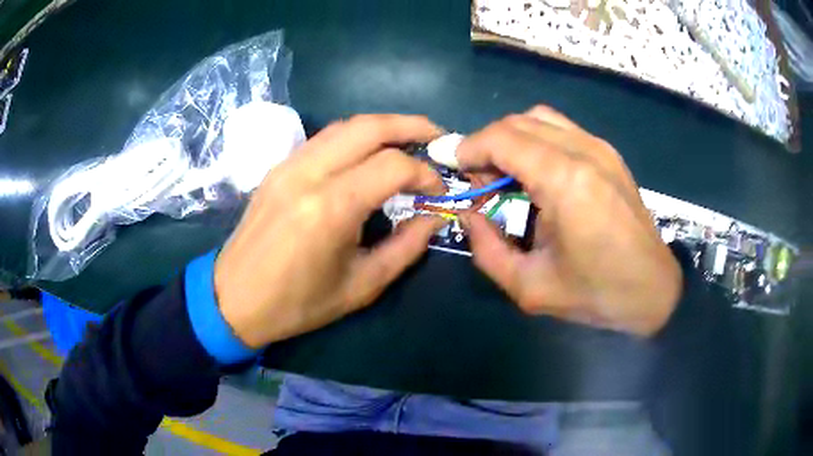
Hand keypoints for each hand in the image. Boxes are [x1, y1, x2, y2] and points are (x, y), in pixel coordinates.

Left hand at [214, 115, 446, 347]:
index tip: (437, 192)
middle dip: (411, 126)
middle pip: (369, 127)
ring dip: (383, 126)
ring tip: (410, 139)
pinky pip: (324, 139)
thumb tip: (434, 217)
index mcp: (330, 208)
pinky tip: (369, 152)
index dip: (425, 174)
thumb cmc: (297, 304)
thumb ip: (406, 247)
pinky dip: (355, 137)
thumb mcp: (362, 286)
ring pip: (344, 125)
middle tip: (438, 138)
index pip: (392, 166)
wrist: (234, 299)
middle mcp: (308, 174)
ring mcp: (288, 165)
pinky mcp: (278, 168)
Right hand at [457, 106, 681, 335]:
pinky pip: (561, 130)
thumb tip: (470, 215)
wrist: (653, 289)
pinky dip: (537, 141)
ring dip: (512, 140)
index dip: (470, 148)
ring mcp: (600, 148)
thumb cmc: (596, 293)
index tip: (456, 170)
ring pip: (539, 119)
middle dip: (488, 145)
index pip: (502, 138)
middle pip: (517, 122)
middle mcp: (583, 151)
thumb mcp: (529, 287)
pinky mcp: (609, 154)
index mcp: (565, 181)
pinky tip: (539, 176)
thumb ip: (486, 249)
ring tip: (508, 177)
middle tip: (481, 183)